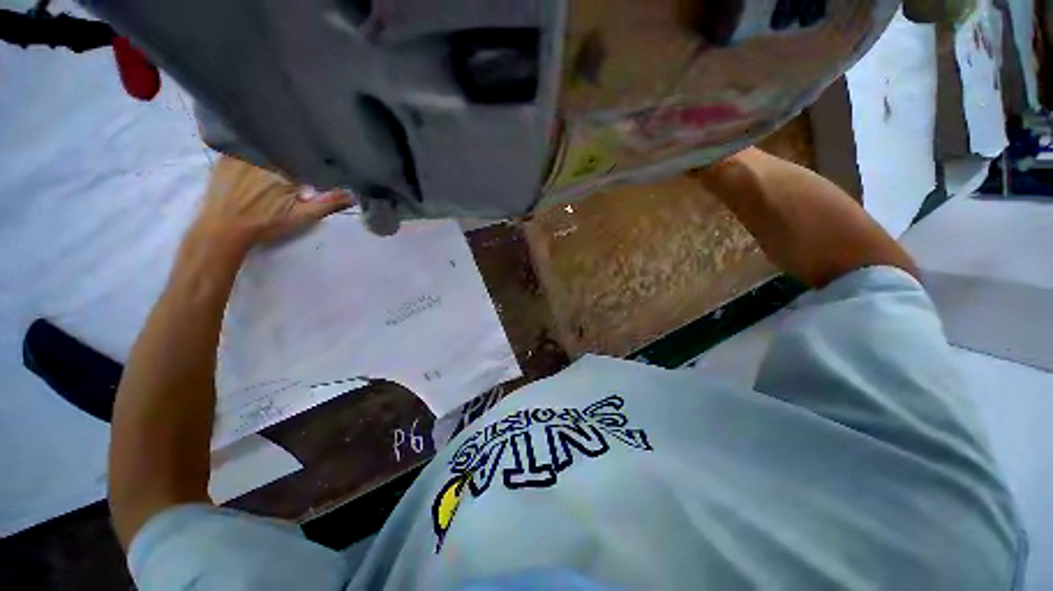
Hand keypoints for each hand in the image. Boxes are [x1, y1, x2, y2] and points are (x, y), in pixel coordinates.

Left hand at [190, 156, 353, 252]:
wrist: (223, 229)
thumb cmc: (265, 223)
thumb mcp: (302, 216)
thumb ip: (327, 203)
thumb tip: (352, 195)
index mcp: (285, 168)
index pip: (303, 163)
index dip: (308, 172)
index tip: (307, 184)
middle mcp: (263, 156)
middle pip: (284, 155)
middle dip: (290, 164)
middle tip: (289, 182)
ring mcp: (241, 155)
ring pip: (265, 150)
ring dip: (272, 157)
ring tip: (272, 173)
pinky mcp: (225, 158)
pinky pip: (243, 149)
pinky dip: (250, 154)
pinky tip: (252, 169)